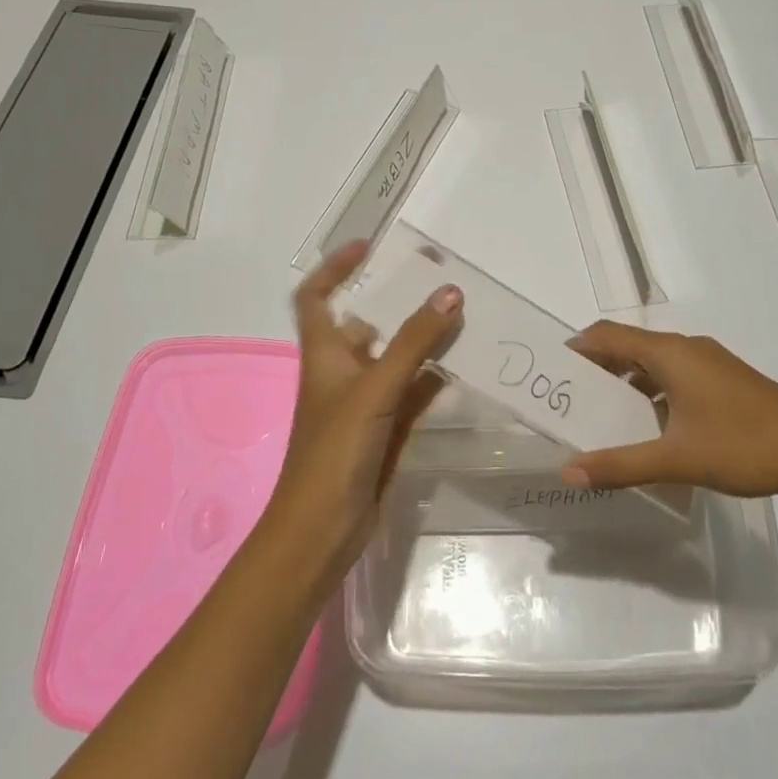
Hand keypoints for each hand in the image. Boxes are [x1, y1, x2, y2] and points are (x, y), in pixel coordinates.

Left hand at [264, 241, 464, 572]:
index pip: (315, 298)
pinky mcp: (383, 431)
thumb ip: (413, 342)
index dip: (334, 269)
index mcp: (324, 355)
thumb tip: (450, 292)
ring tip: (461, 318)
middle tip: (438, 283)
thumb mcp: (375, 389)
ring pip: (393, 360)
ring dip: (420, 341)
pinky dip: (432, 379)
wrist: (323, 530)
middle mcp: (340, 373)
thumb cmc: (335, 450)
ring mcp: (362, 404)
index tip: (367, 248)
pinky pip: (411, 394)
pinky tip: (462, 368)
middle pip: (364, 325)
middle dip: (396, 303)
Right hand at [562, 322, 777, 501]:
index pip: (607, 335)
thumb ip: (620, 465)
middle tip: (570, 401)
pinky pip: (675, 376)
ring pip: (653, 364)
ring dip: (625, 384)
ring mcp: (709, 363)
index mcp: (670, 353)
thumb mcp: (676, 458)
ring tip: (603, 417)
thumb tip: (568, 471)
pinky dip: (652, 393)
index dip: (576, 348)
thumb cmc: (744, 445)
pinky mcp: (725, 380)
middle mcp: (686, 348)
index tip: (552, 373)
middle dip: (596, 370)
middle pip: (628, 347)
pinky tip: (651, 429)